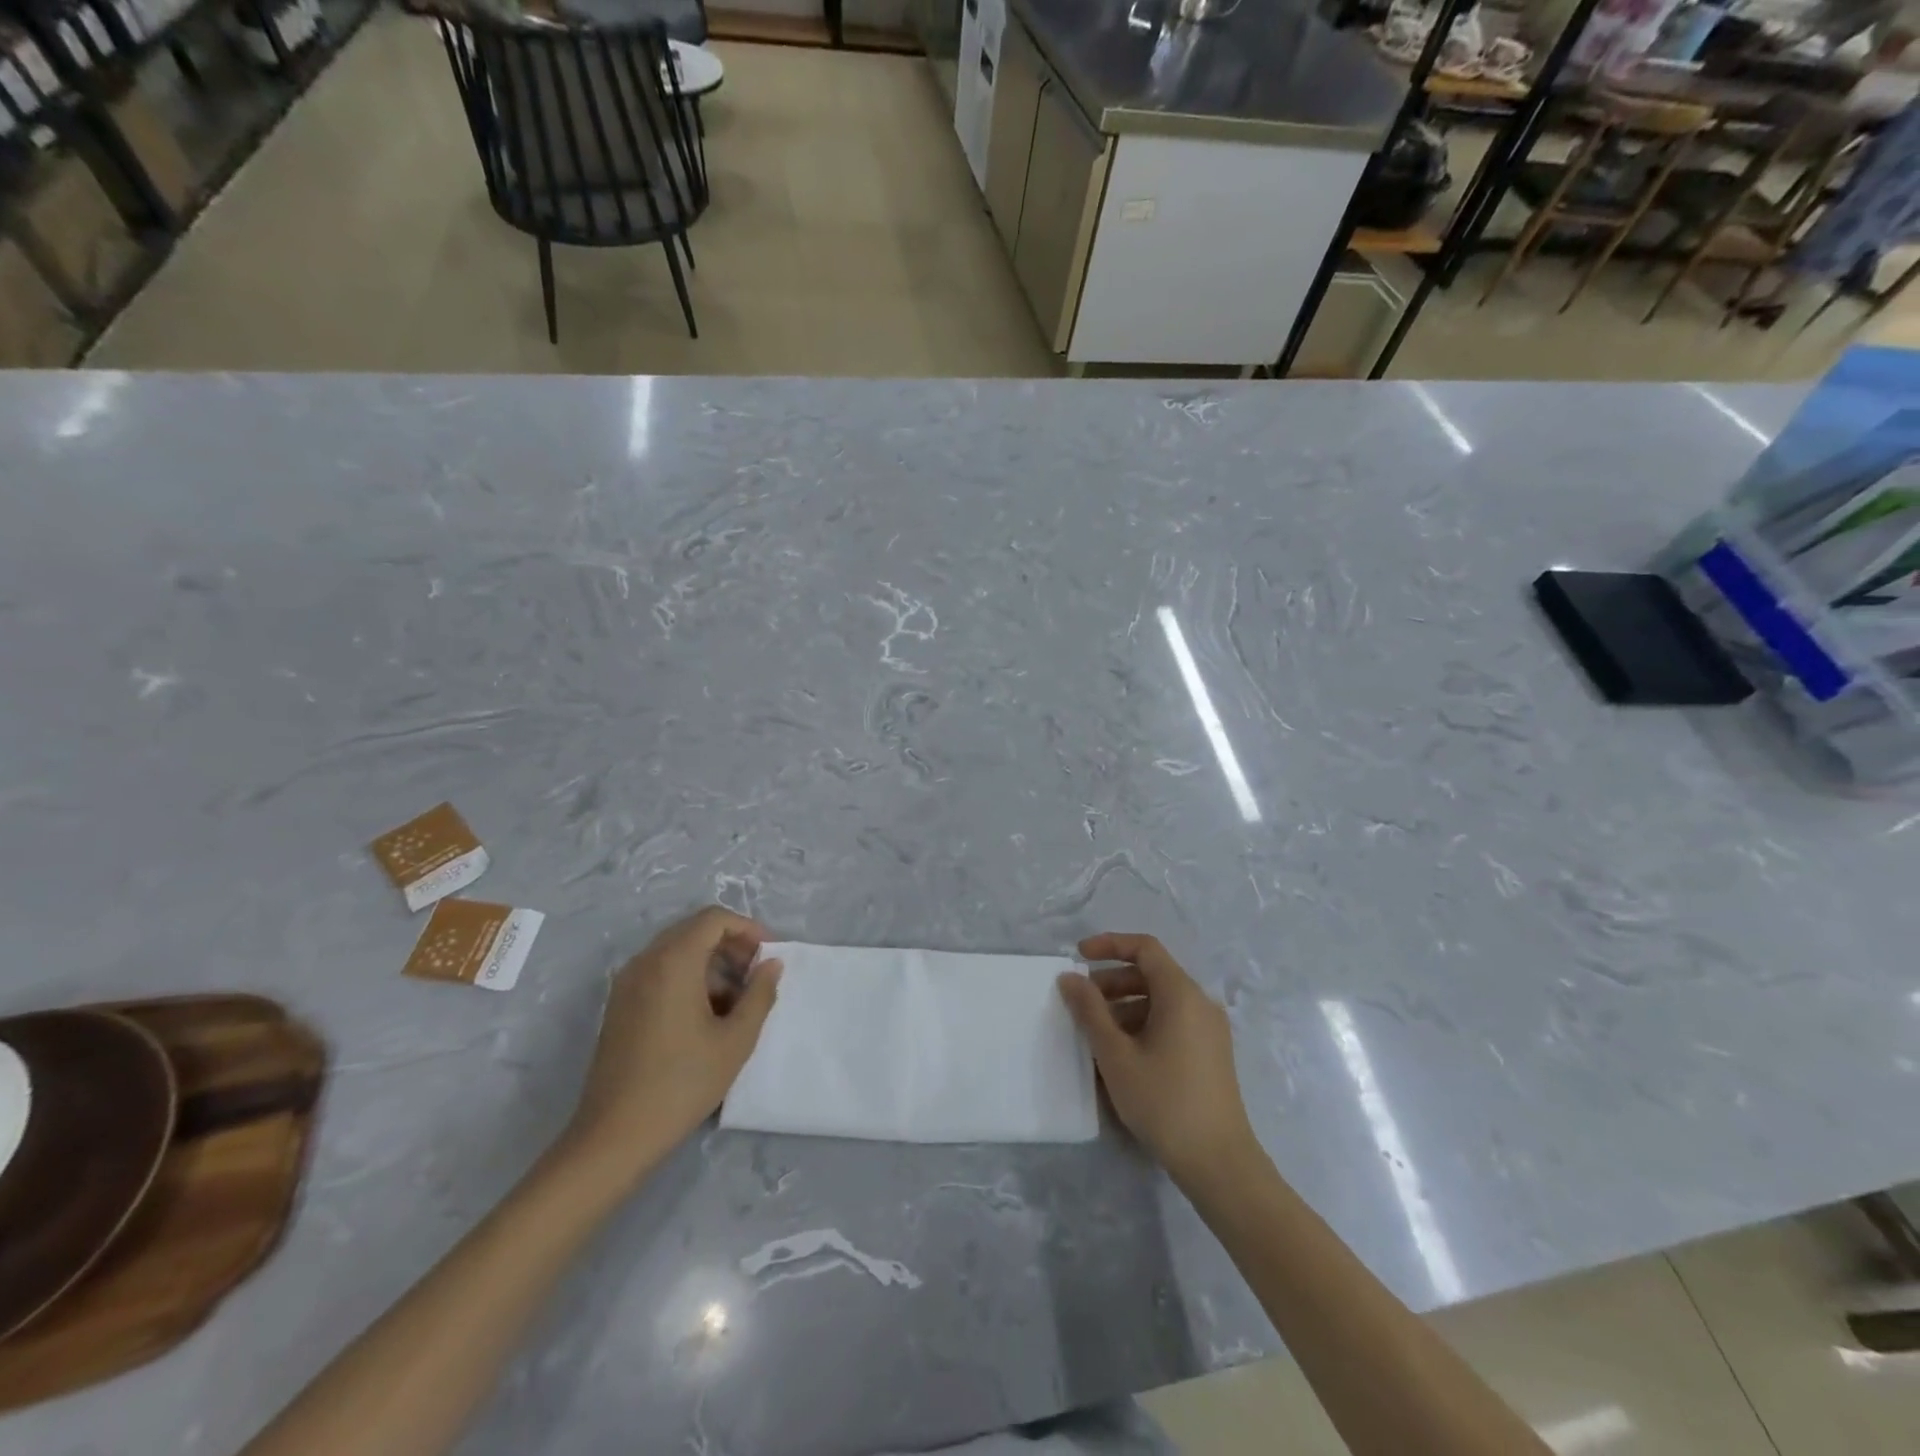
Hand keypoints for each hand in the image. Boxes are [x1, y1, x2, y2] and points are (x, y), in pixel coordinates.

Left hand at [562, 907, 781, 1183]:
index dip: (747, 928)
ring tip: (735, 1001)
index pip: (713, 919)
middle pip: (693, 930)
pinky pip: (659, 972)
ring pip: (676, 951)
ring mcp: (627, 984)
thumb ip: (759, 995)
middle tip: (756, 975)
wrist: (613, 1137)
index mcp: (673, 962)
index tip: (768, 955)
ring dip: (710, 963)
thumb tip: (771, 965)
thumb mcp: (735, 1040)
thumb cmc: (682, 1083)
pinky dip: (687, 978)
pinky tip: (705, 1016)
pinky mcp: (619, 1006)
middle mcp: (645, 962)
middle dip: (730, 945)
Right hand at [1058, 933, 1257, 1190]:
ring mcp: (1209, 1029)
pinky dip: (1143, 1024)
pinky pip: (1172, 1021)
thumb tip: (1069, 978)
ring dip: (1125, 1005)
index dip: (1109, 944)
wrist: (1219, 1163)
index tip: (1078, 956)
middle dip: (1112, 980)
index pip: (1144, 948)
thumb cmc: (1164, 1102)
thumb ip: (1090, 1011)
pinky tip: (1121, 1053)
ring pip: (1161, 1000)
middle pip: (1152, 973)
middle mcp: (1200, 1002)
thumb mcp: (1116, 1055)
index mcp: (1181, 993)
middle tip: (1080, 1001)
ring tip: (1095, 1032)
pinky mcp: (1210, 1053)